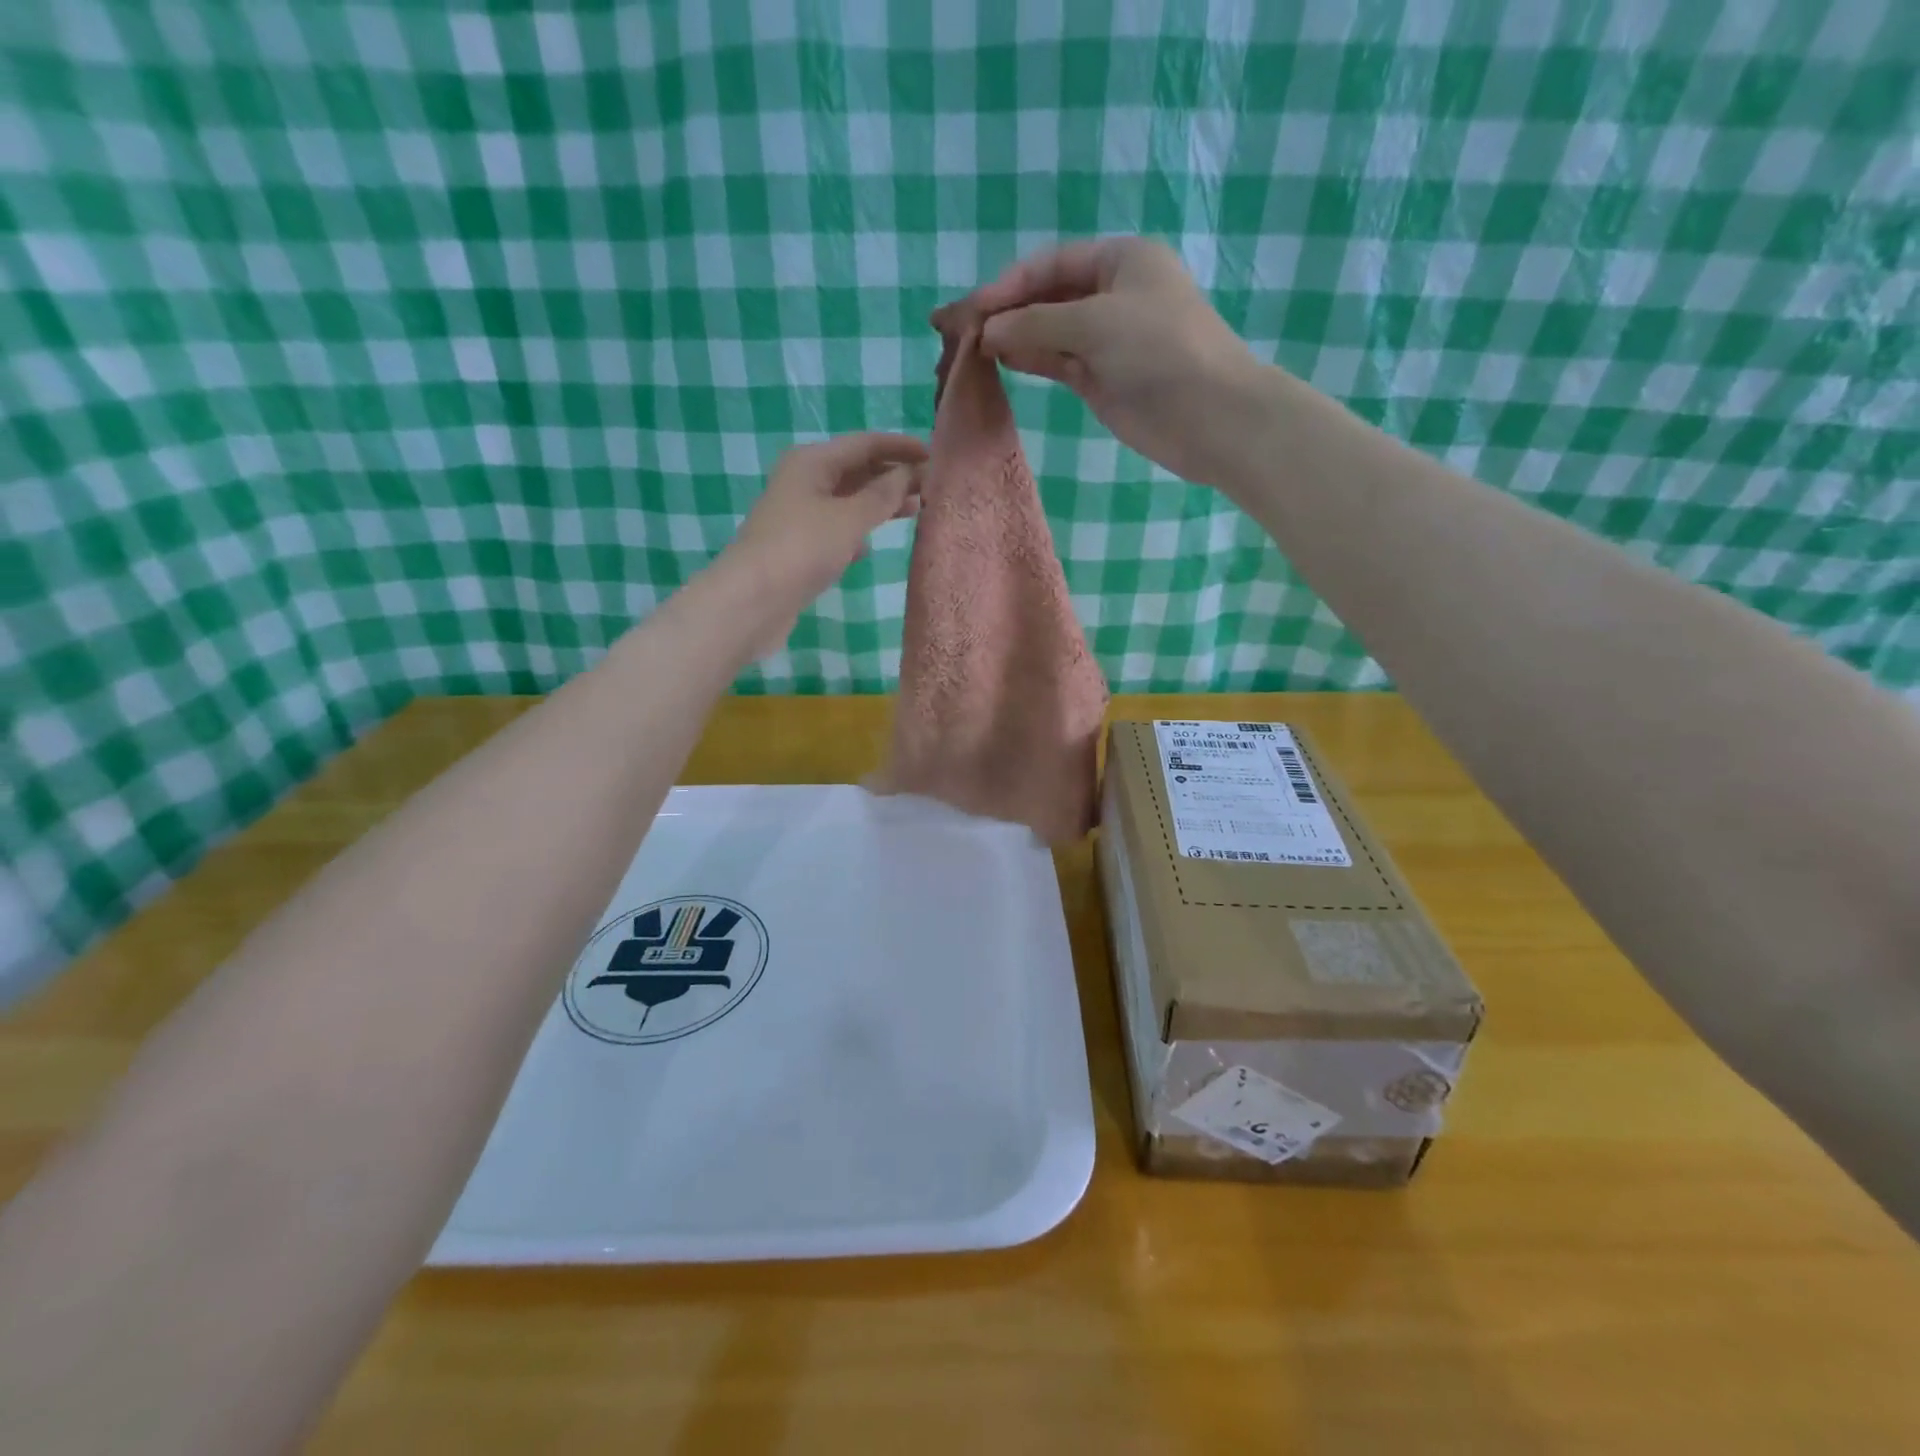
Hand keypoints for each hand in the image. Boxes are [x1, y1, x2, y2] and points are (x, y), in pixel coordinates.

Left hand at [717, 432, 926, 653]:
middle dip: (893, 476)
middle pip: (856, 470)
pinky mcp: (799, 547)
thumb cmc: (803, 549)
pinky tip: (872, 548)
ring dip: (879, 505)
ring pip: (848, 501)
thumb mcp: (850, 518)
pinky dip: (857, 533)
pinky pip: (836, 530)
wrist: (752, 601)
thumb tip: (910, 473)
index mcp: (812, 461)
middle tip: (932, 487)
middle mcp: (804, 481)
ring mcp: (800, 516)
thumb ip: (883, 495)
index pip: (865, 443)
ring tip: (915, 511)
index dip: (901, 447)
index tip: (936, 456)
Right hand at [933, 238, 1263, 487]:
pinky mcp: (1100, 378)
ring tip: (968, 350)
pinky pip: (1056, 362)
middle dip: (1003, 312)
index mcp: (1119, 260)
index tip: (970, 311)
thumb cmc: (1160, 351)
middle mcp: (1110, 294)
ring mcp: (1104, 339)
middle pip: (1044, 296)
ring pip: (1047, 332)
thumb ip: (1036, 324)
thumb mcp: (1095, 323)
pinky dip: (1028, 360)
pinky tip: (998, 362)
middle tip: (957, 332)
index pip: (1049, 264)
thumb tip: (986, 332)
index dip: (1007, 284)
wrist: (1209, 415)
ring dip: (1011, 338)